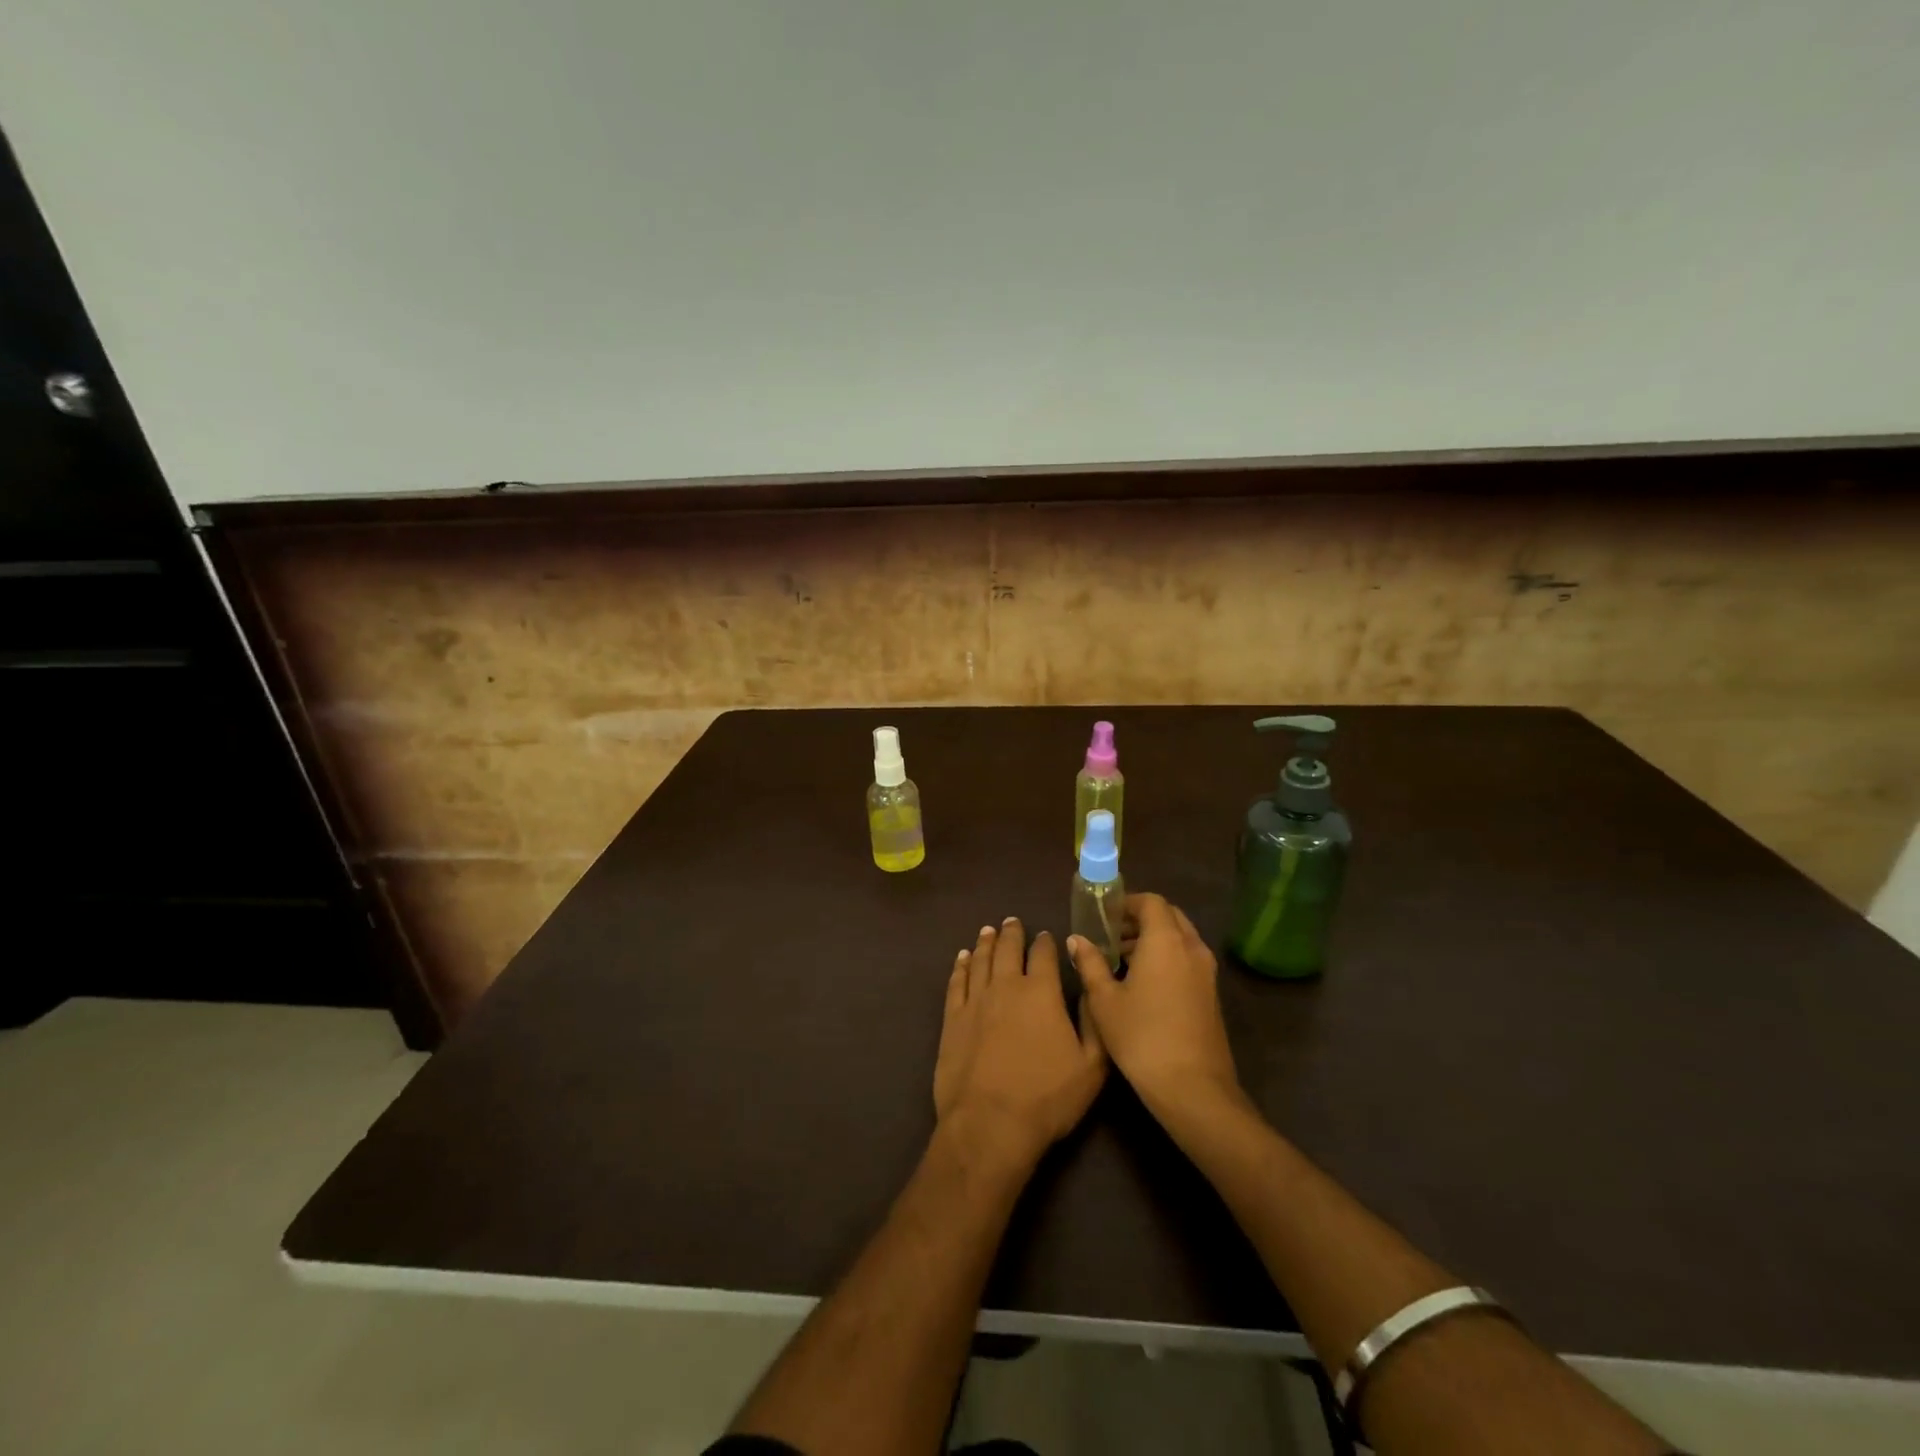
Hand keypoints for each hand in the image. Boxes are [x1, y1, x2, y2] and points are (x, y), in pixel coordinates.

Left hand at [934, 917, 1106, 1169]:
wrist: (990, 1124)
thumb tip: (1091, 988)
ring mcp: (975, 1000)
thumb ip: (1094, 1022)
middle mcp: (1006, 986)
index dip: (1045, 943)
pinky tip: (962, 958)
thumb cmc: (1047, 1097)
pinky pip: (956, 982)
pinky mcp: (952, 1018)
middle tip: (1012, 921)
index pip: (1044, 955)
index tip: (1046, 935)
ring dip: (985, 943)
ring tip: (988, 931)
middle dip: (1012, 933)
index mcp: (1042, 992)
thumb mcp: (1091, 1066)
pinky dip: (960, 966)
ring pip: (980, 960)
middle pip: (1008, 949)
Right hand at [1069, 893, 1247, 1122]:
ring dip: (1153, 940)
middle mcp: (1191, 948)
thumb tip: (1077, 939)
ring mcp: (1206, 972)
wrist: (1193, 1088)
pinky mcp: (1211, 994)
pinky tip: (1142, 984)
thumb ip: (1090, 963)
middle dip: (1140, 919)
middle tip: (1111, 936)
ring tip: (1121, 960)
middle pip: (1169, 916)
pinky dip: (1167, 958)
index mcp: (1166, 940)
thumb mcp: (1104, 1000)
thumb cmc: (1142, 1036)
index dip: (1127, 903)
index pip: (1151, 901)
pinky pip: (1187, 959)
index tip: (1104, 916)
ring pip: (1180, 938)